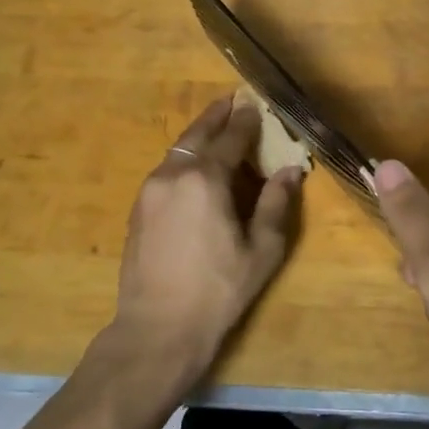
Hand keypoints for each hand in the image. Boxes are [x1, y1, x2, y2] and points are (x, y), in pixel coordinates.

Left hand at [106, 96, 302, 375]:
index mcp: (206, 180)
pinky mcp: (138, 209)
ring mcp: (150, 191)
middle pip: (197, 135)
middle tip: (231, 100)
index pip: (231, 139)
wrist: (158, 328)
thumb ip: (276, 204)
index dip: (246, 120)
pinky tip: (195, 167)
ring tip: (215, 129)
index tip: (255, 104)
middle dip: (216, 116)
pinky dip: (184, 158)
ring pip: (177, 151)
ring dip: (198, 136)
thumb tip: (290, 170)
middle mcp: (173, 175)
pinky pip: (166, 170)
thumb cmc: (219, 290)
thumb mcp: (262, 249)